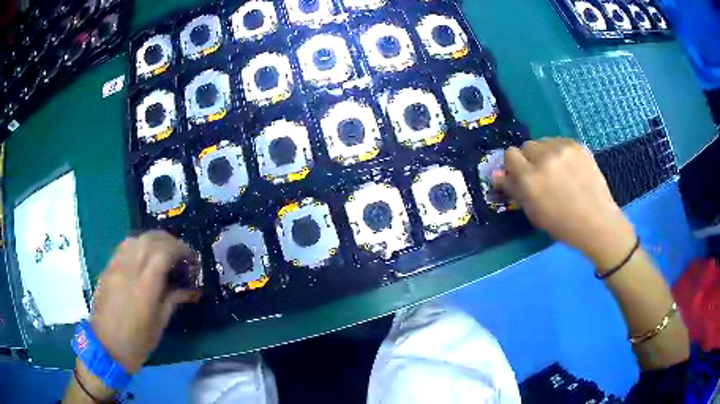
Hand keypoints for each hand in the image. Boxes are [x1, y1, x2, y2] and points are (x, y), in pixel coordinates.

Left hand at [90, 230, 200, 372]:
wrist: (105, 346)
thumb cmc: (136, 342)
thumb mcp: (159, 324)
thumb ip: (173, 300)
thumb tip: (190, 289)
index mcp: (144, 287)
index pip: (164, 253)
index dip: (181, 250)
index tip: (192, 258)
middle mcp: (129, 270)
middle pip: (150, 239)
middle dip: (169, 241)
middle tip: (181, 252)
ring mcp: (115, 267)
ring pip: (135, 239)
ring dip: (153, 240)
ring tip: (163, 251)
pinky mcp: (107, 268)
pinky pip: (124, 247)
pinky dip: (138, 245)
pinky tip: (143, 256)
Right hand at [493, 138, 635, 269]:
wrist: (597, 221)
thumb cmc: (562, 224)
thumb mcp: (533, 212)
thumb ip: (514, 190)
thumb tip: (496, 175)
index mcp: (530, 178)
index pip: (510, 155)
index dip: (514, 166)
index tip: (521, 176)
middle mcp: (543, 158)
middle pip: (526, 146)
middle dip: (529, 159)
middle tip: (541, 175)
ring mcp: (562, 148)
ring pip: (543, 142)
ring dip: (545, 154)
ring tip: (557, 171)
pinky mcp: (577, 145)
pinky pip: (560, 142)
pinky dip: (560, 153)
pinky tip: (570, 169)